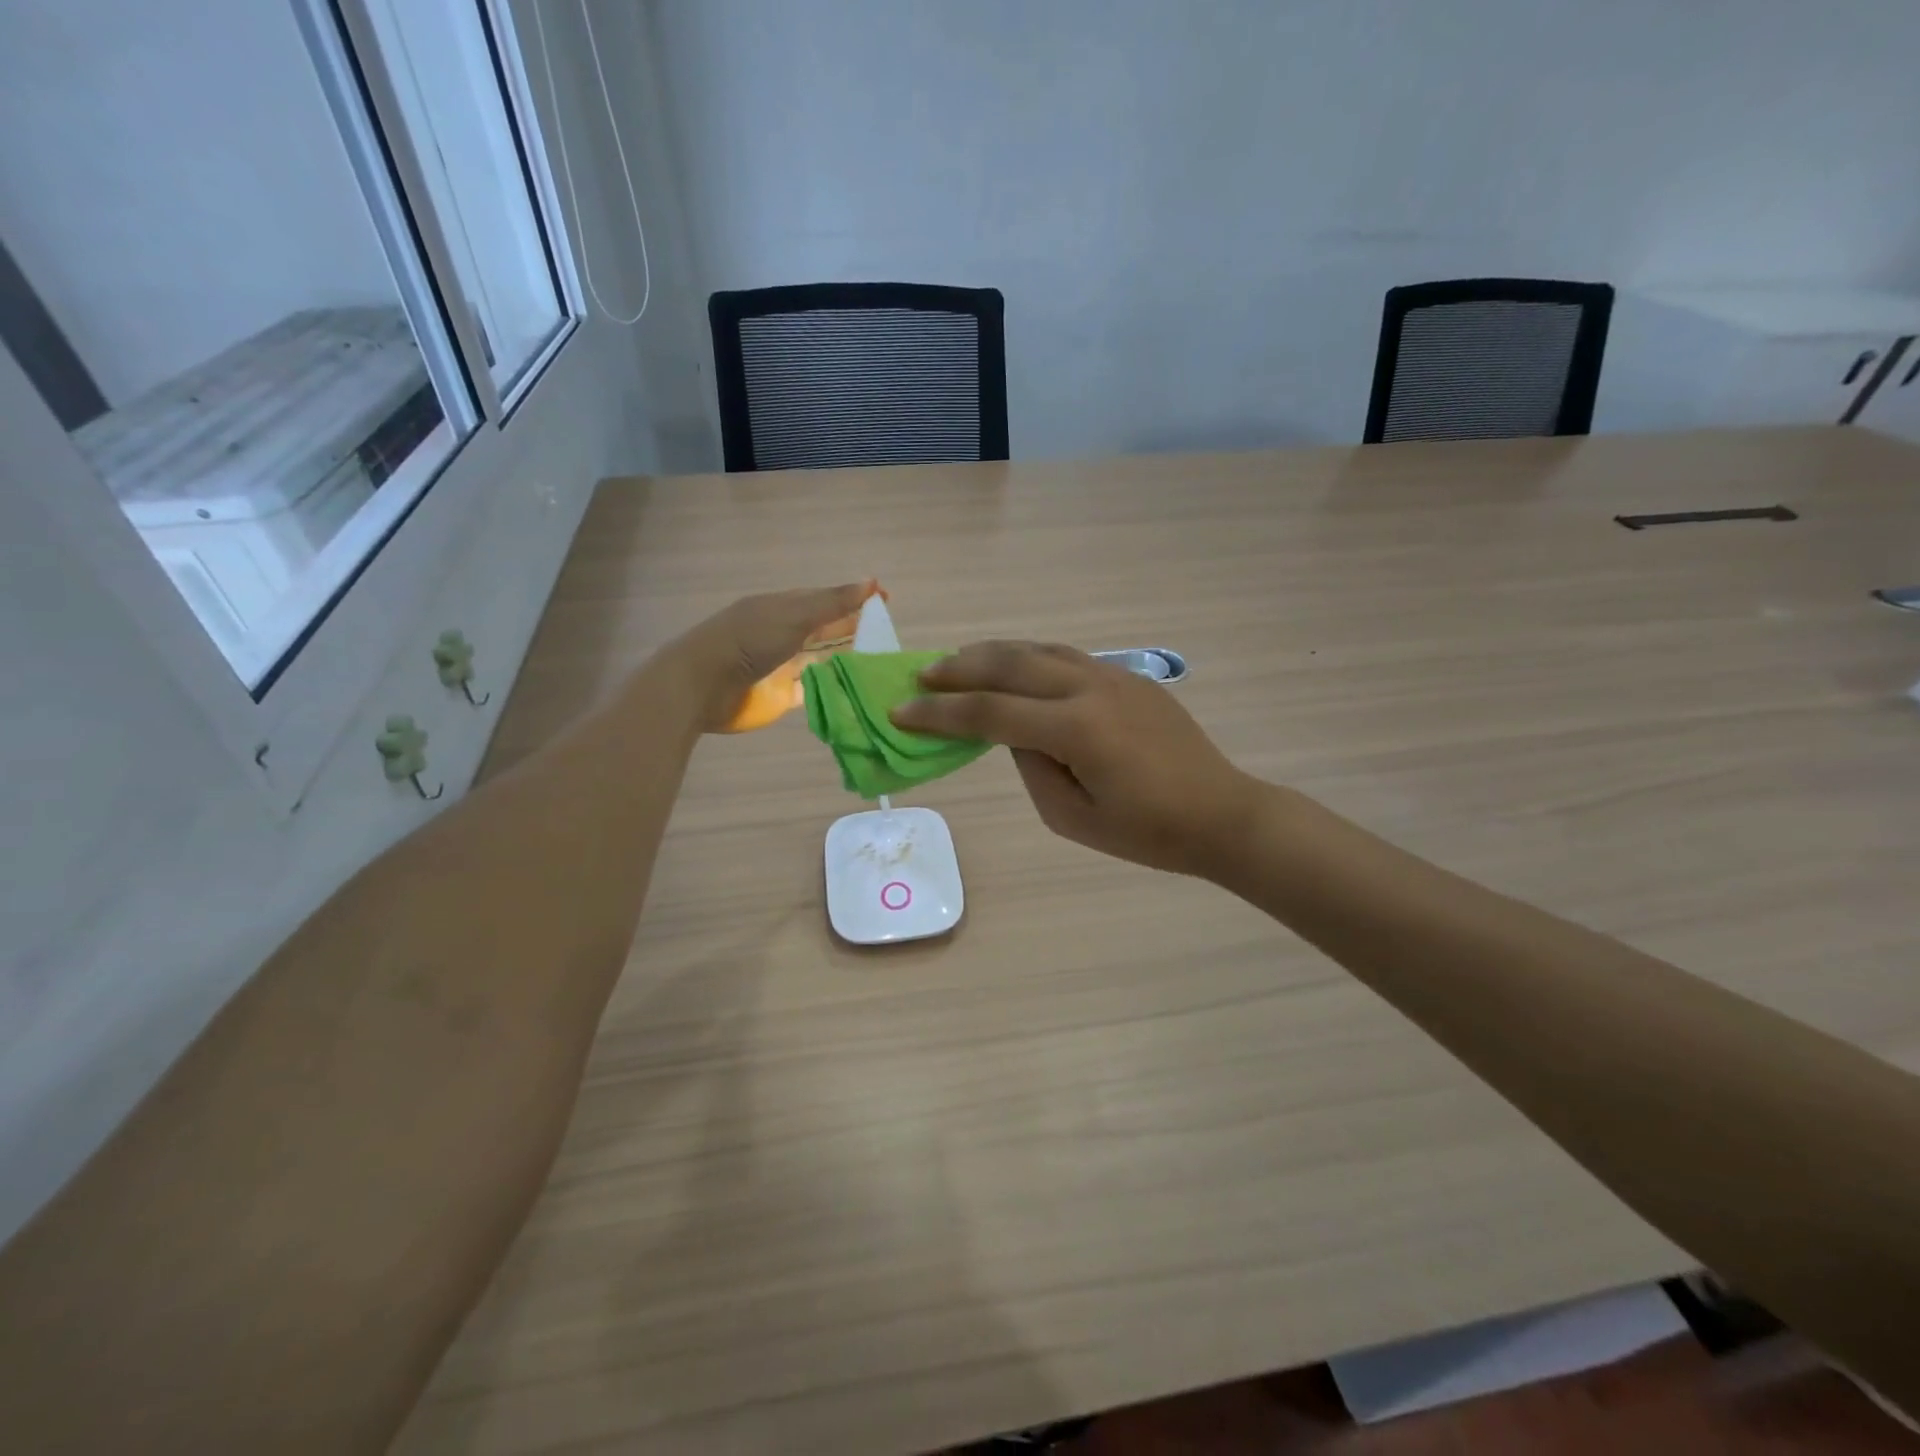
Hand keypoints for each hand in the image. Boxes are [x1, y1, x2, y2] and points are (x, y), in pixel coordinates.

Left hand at [669, 582, 872, 731]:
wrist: (703, 685)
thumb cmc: (749, 641)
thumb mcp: (795, 615)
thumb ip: (833, 603)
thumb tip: (872, 582)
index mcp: (783, 607)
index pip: (825, 599)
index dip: (854, 599)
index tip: (886, 601)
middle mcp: (783, 634)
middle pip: (824, 630)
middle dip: (852, 629)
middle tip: (888, 634)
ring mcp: (781, 666)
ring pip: (820, 659)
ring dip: (845, 660)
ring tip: (880, 662)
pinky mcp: (780, 695)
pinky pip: (812, 689)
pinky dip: (832, 687)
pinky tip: (855, 688)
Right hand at [893, 641, 1261, 877]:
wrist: (1222, 814)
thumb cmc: (1147, 833)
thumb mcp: (1071, 818)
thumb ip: (1031, 768)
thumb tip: (1013, 733)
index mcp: (1075, 729)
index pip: (989, 712)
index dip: (939, 713)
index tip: (900, 710)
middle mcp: (1090, 688)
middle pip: (1010, 663)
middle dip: (959, 668)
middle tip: (922, 674)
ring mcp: (1113, 675)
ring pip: (1038, 649)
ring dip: (993, 652)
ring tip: (959, 662)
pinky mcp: (1129, 677)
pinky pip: (1067, 656)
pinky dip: (1030, 656)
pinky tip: (1015, 667)